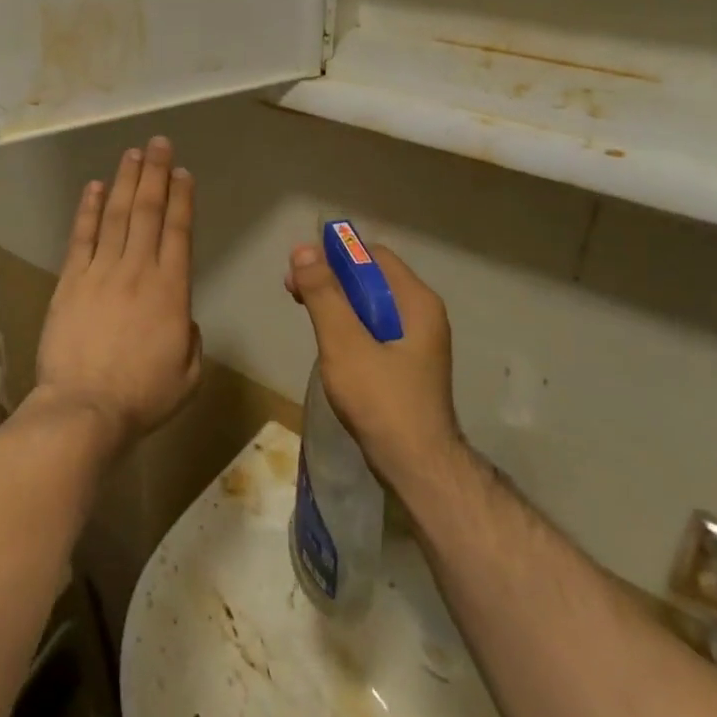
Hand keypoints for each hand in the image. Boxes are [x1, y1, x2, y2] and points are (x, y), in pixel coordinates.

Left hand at [33, 137, 201, 450]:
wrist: (84, 408)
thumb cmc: (142, 396)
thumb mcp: (189, 374)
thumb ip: (191, 337)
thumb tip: (181, 317)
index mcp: (171, 290)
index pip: (178, 231)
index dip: (181, 198)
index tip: (183, 172)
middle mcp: (137, 270)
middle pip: (147, 211)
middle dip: (155, 174)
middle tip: (159, 143)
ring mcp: (100, 272)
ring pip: (115, 215)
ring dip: (124, 181)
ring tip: (132, 153)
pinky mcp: (70, 280)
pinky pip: (81, 237)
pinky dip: (88, 209)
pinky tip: (94, 187)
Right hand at [285, 240, 460, 491]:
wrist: (416, 466)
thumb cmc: (381, 399)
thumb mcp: (344, 342)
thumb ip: (324, 294)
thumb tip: (304, 249)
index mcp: (416, 301)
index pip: (372, 255)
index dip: (335, 255)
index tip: (301, 270)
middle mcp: (421, 314)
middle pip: (371, 278)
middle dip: (331, 279)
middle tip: (294, 293)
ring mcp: (416, 341)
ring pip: (370, 305)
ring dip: (336, 302)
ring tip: (305, 313)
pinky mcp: (406, 364)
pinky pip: (373, 329)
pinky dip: (348, 326)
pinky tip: (328, 341)